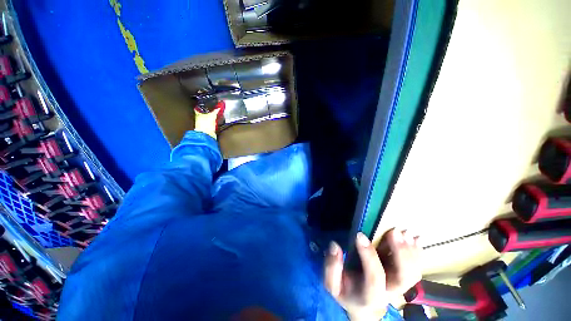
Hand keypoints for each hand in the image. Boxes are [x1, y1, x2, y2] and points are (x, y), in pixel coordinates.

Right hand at [324, 230, 421, 320]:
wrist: (363, 306)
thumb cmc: (346, 292)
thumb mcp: (333, 284)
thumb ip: (332, 267)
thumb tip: (335, 246)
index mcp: (370, 295)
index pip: (374, 277)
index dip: (368, 256)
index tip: (359, 235)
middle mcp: (389, 292)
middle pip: (402, 278)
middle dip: (400, 253)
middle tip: (394, 232)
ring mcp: (399, 286)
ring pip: (413, 273)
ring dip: (411, 251)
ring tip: (406, 233)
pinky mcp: (403, 278)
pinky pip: (416, 268)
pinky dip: (418, 253)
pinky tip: (417, 239)